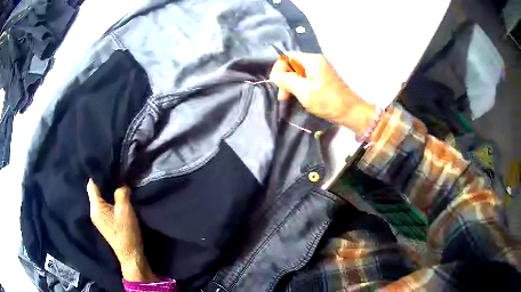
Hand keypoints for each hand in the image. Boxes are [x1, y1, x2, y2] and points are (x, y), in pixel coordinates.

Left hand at [87, 179, 155, 281]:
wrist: (130, 254)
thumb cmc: (125, 231)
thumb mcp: (125, 209)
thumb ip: (121, 193)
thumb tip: (121, 184)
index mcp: (95, 207)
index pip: (92, 185)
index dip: (97, 174)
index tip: (106, 165)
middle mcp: (93, 212)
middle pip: (94, 192)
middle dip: (103, 183)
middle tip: (114, 173)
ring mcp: (98, 219)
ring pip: (99, 199)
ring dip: (106, 192)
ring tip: (116, 184)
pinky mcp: (104, 223)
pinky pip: (103, 206)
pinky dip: (108, 200)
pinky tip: (116, 199)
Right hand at [269, 52, 375, 134]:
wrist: (351, 111)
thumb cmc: (328, 101)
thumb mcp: (304, 91)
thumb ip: (287, 81)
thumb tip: (275, 76)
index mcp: (312, 60)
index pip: (287, 57)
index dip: (278, 69)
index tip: (276, 85)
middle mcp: (316, 61)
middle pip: (292, 64)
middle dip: (285, 79)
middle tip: (283, 96)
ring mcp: (320, 69)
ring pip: (298, 72)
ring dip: (291, 84)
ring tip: (289, 98)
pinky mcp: (323, 77)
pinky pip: (305, 78)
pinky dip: (299, 86)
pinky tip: (299, 97)